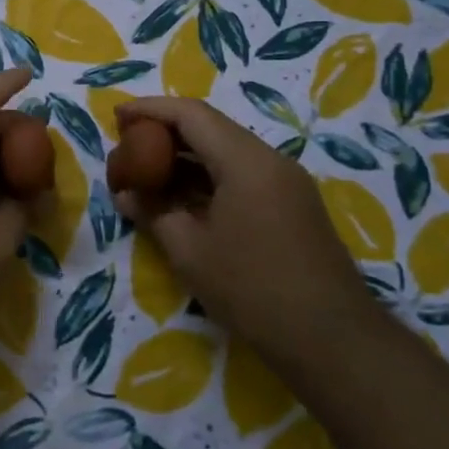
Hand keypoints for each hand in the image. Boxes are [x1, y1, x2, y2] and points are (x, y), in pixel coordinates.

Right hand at [111, 97, 367, 366]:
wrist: (331, 339)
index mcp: (245, 161)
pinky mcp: (292, 205)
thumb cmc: (252, 289)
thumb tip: (126, 194)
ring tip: (147, 172)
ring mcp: (286, 183)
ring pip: (227, 152)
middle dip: (165, 131)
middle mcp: (270, 160)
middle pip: (211, 128)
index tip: (117, 116)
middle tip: (127, 145)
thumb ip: (153, 213)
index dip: (150, 110)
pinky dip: (207, 177)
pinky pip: (242, 174)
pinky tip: (182, 197)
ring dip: (186, 157)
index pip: (191, 115)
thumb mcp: (189, 251)